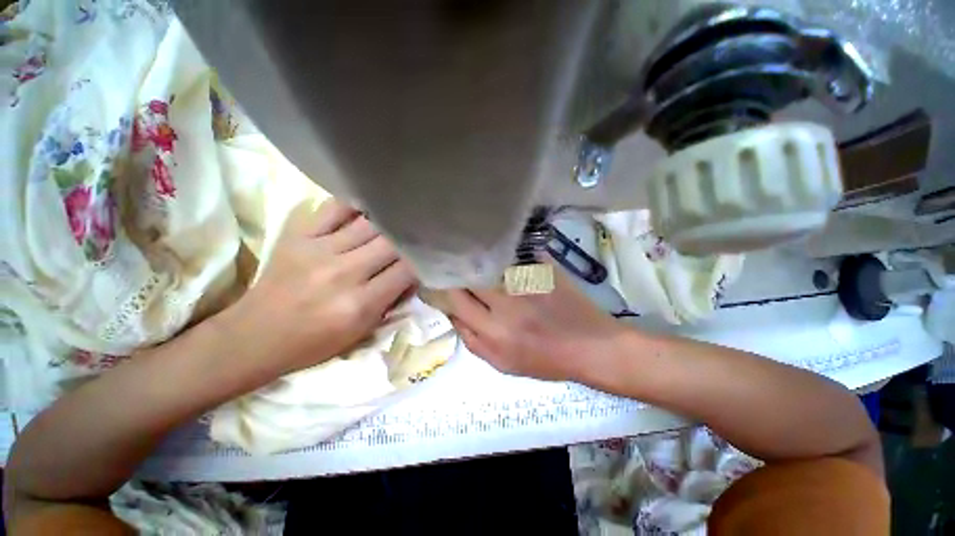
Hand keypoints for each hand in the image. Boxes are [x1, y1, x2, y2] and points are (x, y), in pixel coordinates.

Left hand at [226, 199, 416, 373]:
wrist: (256, 336)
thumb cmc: (315, 342)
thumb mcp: (363, 331)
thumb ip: (392, 300)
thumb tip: (413, 273)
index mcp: (360, 304)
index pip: (407, 270)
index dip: (422, 262)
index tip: (426, 258)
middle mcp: (343, 273)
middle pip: (392, 242)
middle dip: (408, 241)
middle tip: (414, 239)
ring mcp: (319, 250)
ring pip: (370, 223)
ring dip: (388, 224)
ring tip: (397, 222)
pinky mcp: (299, 235)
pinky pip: (335, 208)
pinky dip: (356, 206)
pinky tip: (366, 210)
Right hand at [446, 266, 624, 380]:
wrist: (591, 346)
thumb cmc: (547, 360)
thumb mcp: (503, 364)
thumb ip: (473, 342)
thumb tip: (453, 315)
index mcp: (494, 332)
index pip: (456, 300)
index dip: (445, 288)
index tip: (442, 282)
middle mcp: (506, 304)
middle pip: (469, 277)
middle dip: (458, 271)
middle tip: (456, 268)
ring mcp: (526, 283)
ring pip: (488, 262)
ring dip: (478, 261)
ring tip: (475, 258)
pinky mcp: (542, 269)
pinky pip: (513, 254)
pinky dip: (502, 254)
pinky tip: (500, 253)